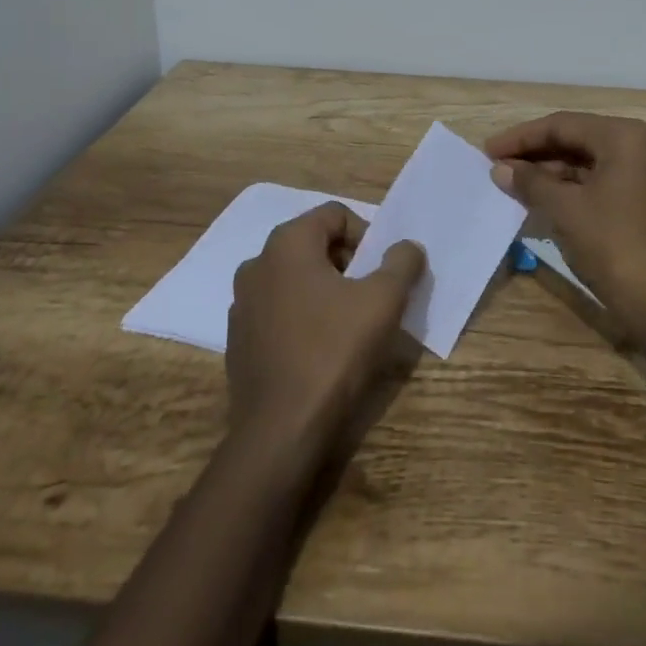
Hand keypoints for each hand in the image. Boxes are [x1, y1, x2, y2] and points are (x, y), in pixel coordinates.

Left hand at [225, 202, 424, 449]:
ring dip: (326, 290)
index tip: (382, 270)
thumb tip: (407, 247)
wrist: (280, 431)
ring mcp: (241, 303)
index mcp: (287, 244)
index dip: (367, 235)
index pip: (335, 215)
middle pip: (314, 244)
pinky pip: (279, 311)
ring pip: (295, 279)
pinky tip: (321, 350)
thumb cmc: (334, 352)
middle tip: (372, 296)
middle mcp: (257, 264)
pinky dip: (303, 317)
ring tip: (350, 324)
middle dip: (348, 263)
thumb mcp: (383, 301)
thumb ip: (401, 263)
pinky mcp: (238, 340)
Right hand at [485, 111, 645, 328]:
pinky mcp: (645, 200)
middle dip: (535, 153)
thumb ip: (530, 182)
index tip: (488, 150)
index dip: (521, 137)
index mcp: (624, 137)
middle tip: (497, 164)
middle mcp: (640, 146)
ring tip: (512, 182)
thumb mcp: (564, 209)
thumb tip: (499, 169)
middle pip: (576, 139)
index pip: (562, 125)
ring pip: (587, 162)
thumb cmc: (611, 244)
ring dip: (550, 171)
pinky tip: (541, 197)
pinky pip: (600, 181)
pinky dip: (570, 187)